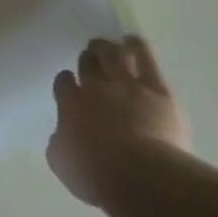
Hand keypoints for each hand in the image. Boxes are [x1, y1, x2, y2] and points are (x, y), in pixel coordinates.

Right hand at [48, 35, 191, 206]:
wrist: (140, 174)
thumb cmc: (95, 174)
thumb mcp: (61, 162)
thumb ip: (60, 142)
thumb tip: (63, 134)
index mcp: (70, 104)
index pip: (64, 82)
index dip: (66, 81)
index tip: (69, 84)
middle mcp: (96, 87)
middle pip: (89, 64)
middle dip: (87, 58)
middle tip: (89, 56)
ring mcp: (127, 85)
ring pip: (115, 55)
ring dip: (109, 47)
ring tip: (109, 44)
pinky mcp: (157, 90)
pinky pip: (146, 61)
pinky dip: (138, 48)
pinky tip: (134, 42)